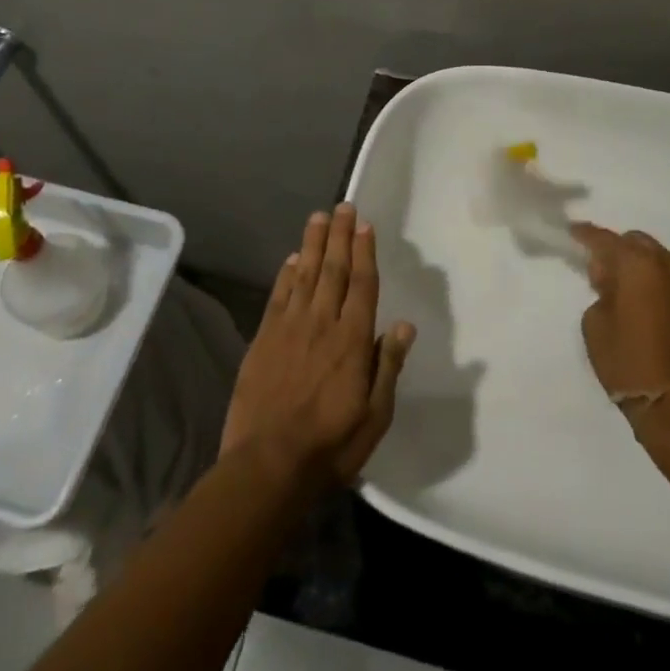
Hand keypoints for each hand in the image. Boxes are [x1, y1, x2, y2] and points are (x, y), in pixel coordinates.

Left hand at [222, 204, 416, 485]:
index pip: (362, 284)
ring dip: (312, 244)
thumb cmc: (331, 444)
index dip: (364, 252)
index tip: (364, 225)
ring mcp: (290, 328)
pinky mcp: (264, 338)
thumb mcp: (375, 415)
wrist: (268, 464)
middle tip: (343, 206)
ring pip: (304, 274)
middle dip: (339, 236)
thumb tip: (405, 325)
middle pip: (334, 269)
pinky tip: (291, 259)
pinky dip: (285, 274)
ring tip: (318, 217)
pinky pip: (278, 296)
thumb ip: (388, 366)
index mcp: (353, 340)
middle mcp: (322, 323)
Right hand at [570, 224, 669, 418]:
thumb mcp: (596, 325)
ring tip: (640, 298)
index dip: (587, 235)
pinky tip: (666, 316)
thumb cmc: (630, 365)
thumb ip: (602, 292)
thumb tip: (613, 282)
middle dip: (622, 253)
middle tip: (608, 277)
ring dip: (650, 272)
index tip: (575, 233)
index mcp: (640, 265)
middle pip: (641, 244)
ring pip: (668, 264)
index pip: (606, 239)